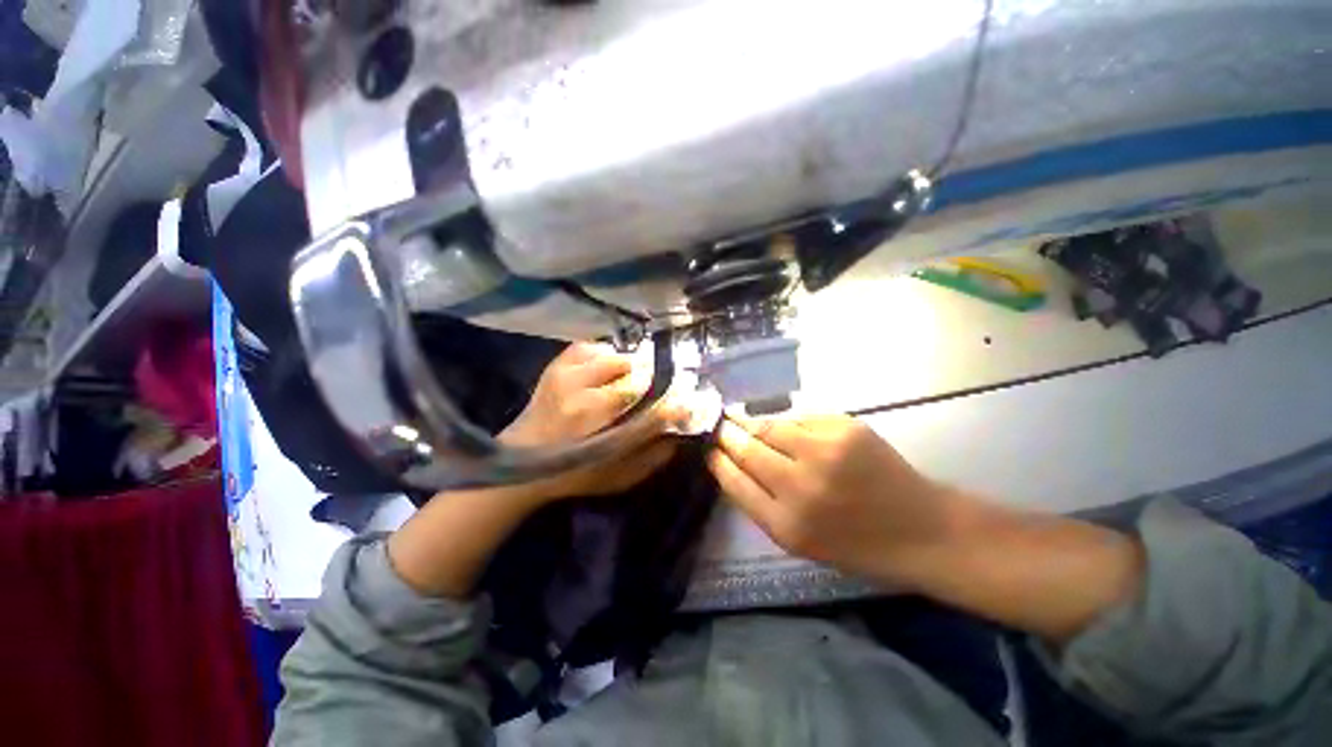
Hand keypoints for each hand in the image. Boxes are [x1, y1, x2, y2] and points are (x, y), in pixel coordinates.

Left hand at [389, 342, 681, 597]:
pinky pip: (590, 347)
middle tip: (662, 383)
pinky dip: (605, 353)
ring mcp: (567, 378)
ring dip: (631, 364)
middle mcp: (584, 401)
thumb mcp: (616, 477)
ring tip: (636, 374)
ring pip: (615, 357)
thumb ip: (651, 458)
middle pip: (635, 375)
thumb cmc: (573, 473)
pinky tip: (610, 365)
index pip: (651, 412)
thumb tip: (678, 434)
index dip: (675, 403)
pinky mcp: (556, 367)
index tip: (688, 400)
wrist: (521, 462)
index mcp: (600, 432)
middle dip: (655, 378)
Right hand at [708, 414, 966, 588]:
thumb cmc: (855, 543)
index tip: (708, 448)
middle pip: (747, 448)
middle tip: (717, 425)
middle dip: (726, 434)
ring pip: (769, 426)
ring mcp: (824, 451)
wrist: (920, 529)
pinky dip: (785, 422)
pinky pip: (798, 418)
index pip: (734, 480)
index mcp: (786, 525)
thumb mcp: (798, 541)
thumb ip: (760, 503)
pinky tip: (781, 426)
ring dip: (751, 422)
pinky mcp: (844, 428)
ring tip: (739, 418)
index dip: (717, 460)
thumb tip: (731, 463)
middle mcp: (800, 486)